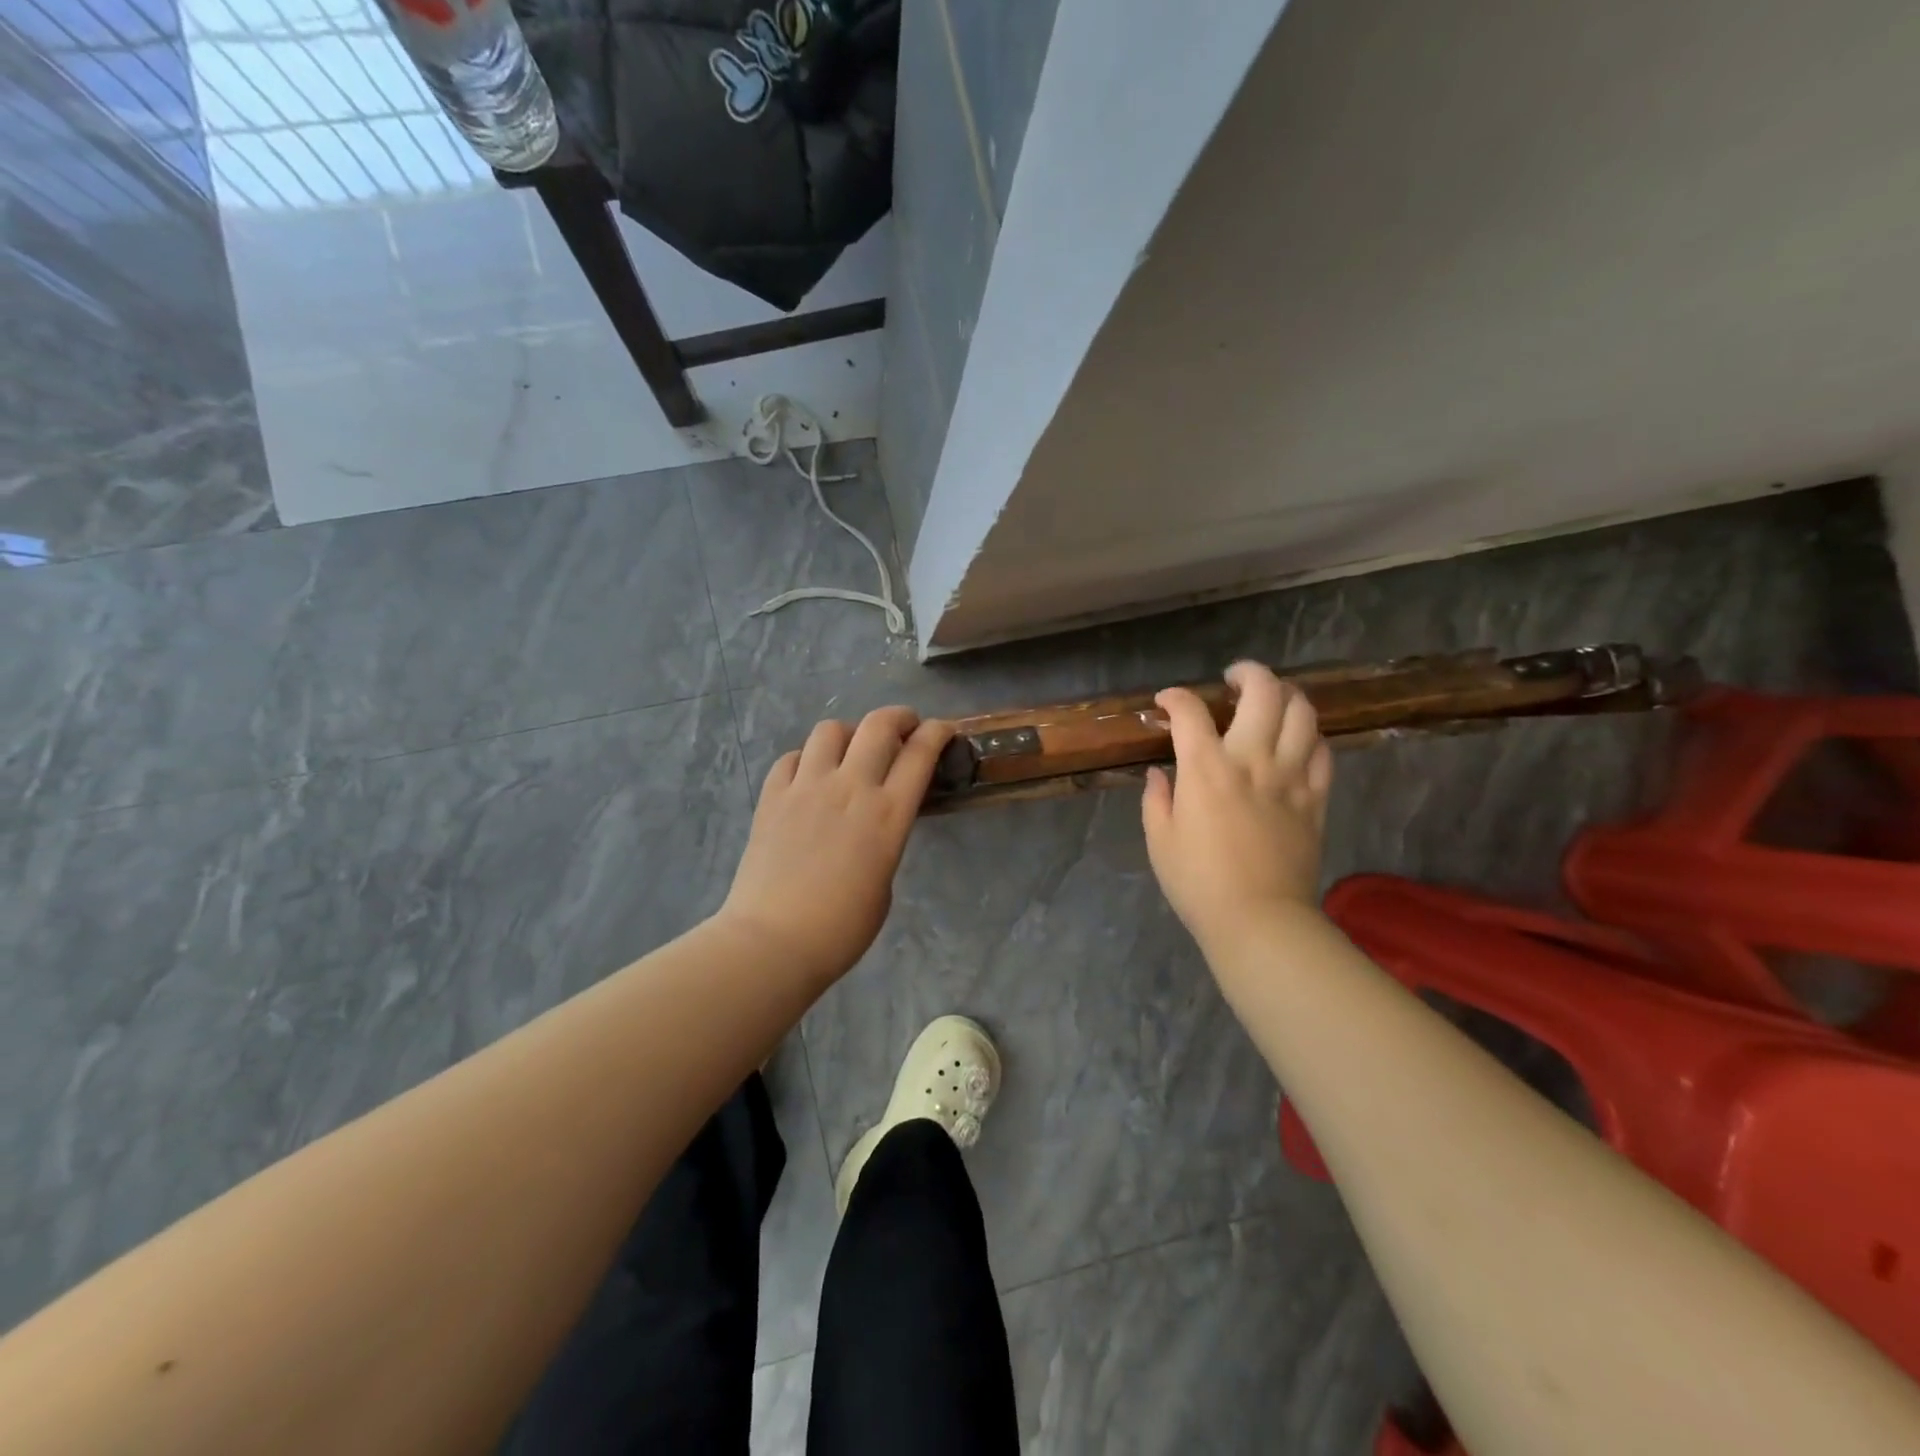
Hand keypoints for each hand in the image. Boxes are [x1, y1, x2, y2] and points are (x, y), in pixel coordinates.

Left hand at [719, 706, 953, 984]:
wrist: (774, 941)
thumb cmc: (841, 928)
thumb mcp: (885, 883)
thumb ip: (884, 840)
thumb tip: (873, 824)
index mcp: (888, 814)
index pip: (920, 753)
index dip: (937, 732)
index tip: (943, 730)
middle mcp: (850, 787)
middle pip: (878, 724)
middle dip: (898, 717)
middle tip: (903, 728)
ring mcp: (807, 786)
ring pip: (831, 730)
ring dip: (849, 733)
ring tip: (850, 752)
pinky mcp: (772, 795)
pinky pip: (792, 757)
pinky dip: (806, 759)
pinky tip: (809, 777)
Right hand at [1142, 661, 1333, 954]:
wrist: (1259, 919)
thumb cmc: (1198, 882)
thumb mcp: (1160, 841)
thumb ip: (1157, 799)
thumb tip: (1159, 774)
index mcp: (1205, 769)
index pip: (1190, 712)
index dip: (1175, 697)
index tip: (1166, 702)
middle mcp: (1251, 760)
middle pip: (1263, 693)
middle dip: (1247, 674)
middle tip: (1234, 679)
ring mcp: (1290, 777)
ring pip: (1303, 713)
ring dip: (1286, 696)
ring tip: (1271, 700)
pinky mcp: (1316, 798)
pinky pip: (1323, 752)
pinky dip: (1310, 737)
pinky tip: (1297, 742)